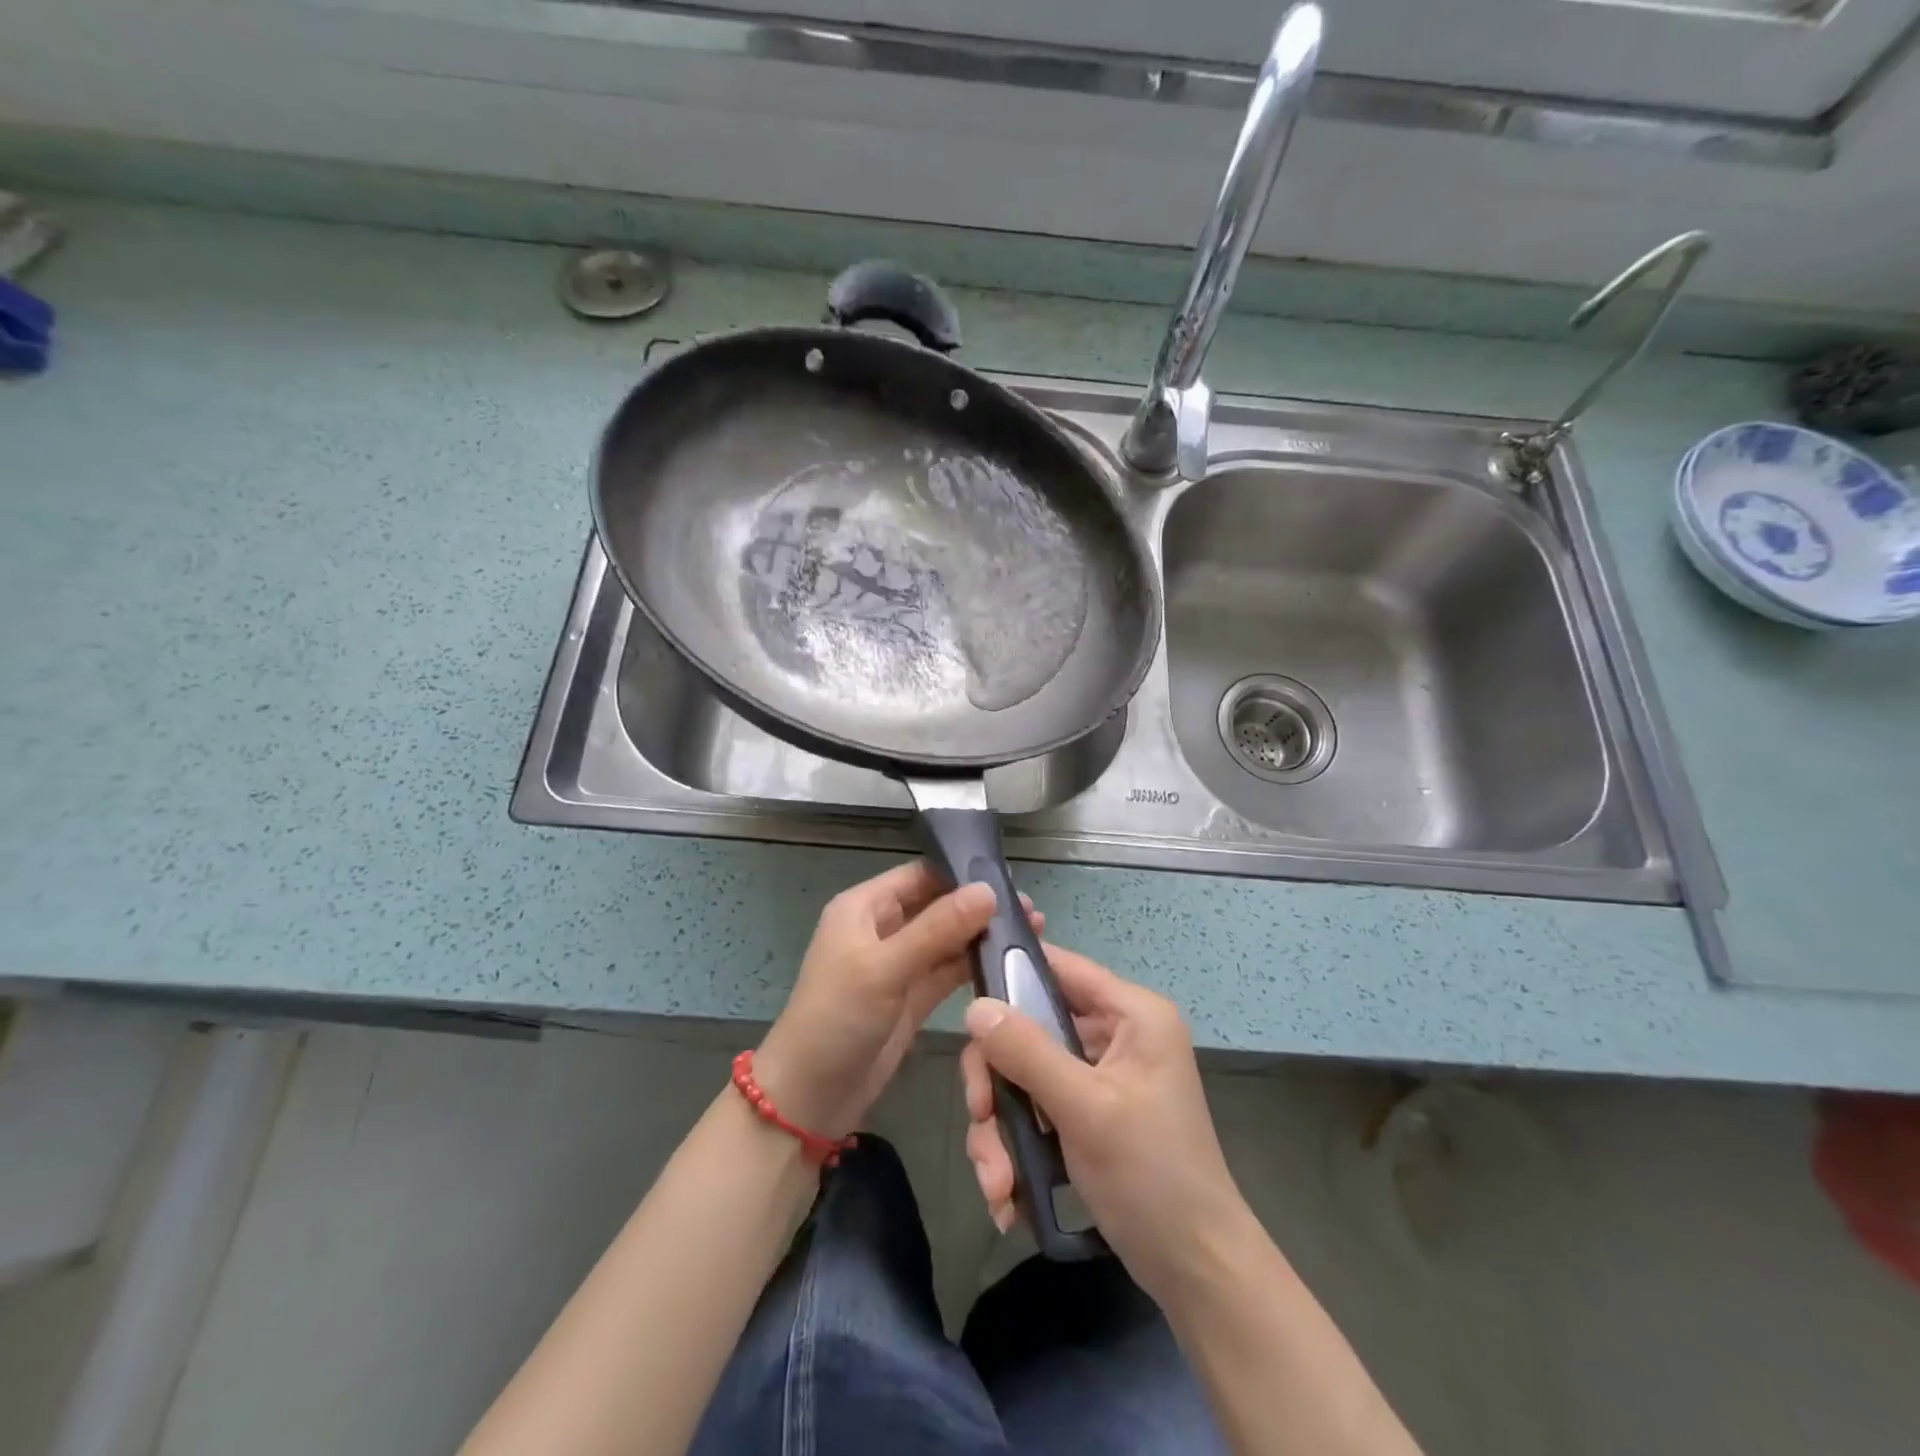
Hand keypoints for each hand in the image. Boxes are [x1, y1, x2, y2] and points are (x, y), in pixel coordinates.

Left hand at [755, 861, 1040, 1141]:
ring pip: (948, 939)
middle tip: (1030, 911)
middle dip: (979, 906)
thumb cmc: (836, 1019)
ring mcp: (899, 964)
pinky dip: (975, 966)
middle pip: (938, 905)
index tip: (1009, 880)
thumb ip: (937, 929)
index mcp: (865, 908)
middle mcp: (883, 928)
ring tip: (1033, 932)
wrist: (808, 1099)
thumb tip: (988, 891)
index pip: (920, 875)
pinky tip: (1011, 962)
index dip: (961, 873)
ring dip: (982, 935)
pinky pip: (948, 971)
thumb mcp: (884, 968)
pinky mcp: (913, 997)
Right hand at [960, 944, 1248, 1301]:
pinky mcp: (1086, 1114)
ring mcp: (1098, 1076)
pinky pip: (1035, 1109)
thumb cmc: (1151, 1177)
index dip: (1011, 974)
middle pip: (1030, 1028)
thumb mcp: (1085, 1109)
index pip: (1061, 967)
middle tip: (979, 1116)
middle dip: (997, 1081)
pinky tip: (1008, 1196)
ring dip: (1000, 1128)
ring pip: (1025, 1075)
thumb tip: (973, 1007)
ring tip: (997, 1184)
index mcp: (1132, 1015)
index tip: (967, 1005)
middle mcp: (1115, 1035)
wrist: (1195, 1271)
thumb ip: (1027, 1052)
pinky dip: (1016, 1147)